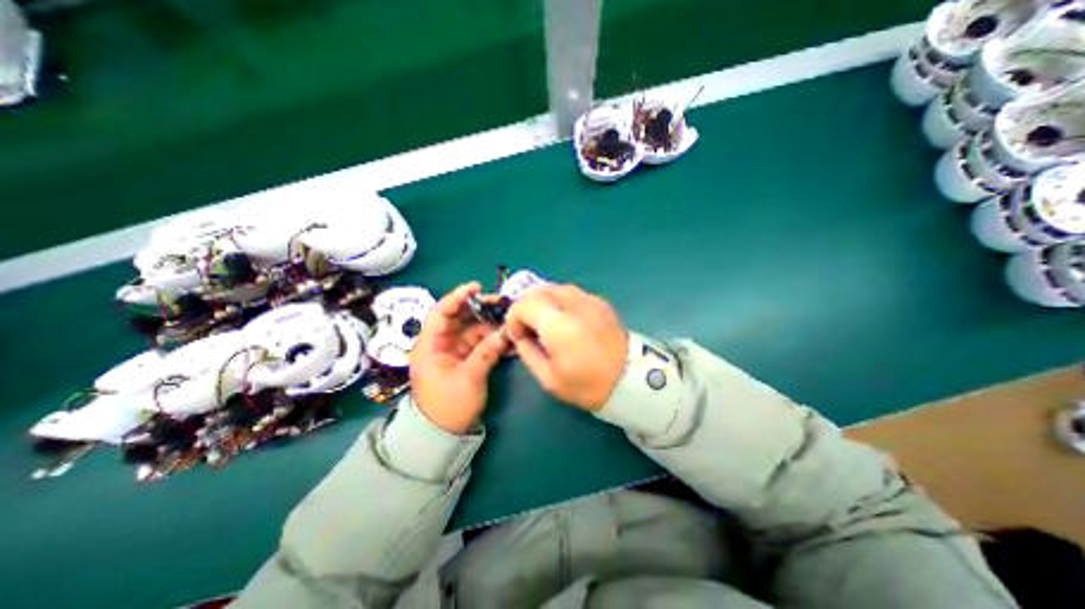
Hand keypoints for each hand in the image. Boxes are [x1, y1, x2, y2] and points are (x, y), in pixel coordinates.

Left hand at [409, 281, 510, 432]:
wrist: (443, 434)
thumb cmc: (448, 406)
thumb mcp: (468, 379)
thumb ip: (486, 353)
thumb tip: (505, 332)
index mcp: (430, 345)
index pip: (441, 313)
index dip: (457, 297)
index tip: (476, 287)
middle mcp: (440, 343)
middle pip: (459, 317)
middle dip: (479, 308)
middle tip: (501, 303)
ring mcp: (454, 350)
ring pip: (472, 328)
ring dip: (489, 323)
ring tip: (508, 318)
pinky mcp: (465, 358)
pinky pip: (479, 341)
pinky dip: (492, 337)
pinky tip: (507, 335)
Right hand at [503, 282, 628, 407]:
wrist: (630, 380)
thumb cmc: (588, 385)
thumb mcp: (549, 378)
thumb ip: (527, 351)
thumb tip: (520, 335)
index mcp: (558, 325)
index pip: (524, 304)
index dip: (513, 317)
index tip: (517, 335)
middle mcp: (573, 304)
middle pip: (537, 290)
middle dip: (525, 306)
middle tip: (527, 327)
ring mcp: (589, 300)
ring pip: (554, 287)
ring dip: (541, 301)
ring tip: (543, 322)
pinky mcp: (600, 301)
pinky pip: (570, 292)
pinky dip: (558, 301)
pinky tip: (563, 319)